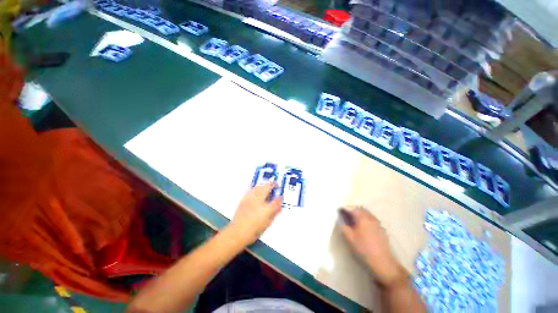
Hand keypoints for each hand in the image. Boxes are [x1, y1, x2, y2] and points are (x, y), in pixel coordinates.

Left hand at [229, 182, 282, 244]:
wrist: (237, 232)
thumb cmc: (253, 230)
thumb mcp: (267, 223)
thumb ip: (274, 212)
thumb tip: (279, 205)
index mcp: (266, 209)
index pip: (276, 200)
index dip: (280, 197)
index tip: (281, 196)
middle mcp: (258, 201)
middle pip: (266, 187)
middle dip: (272, 184)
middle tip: (274, 185)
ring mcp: (250, 199)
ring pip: (258, 186)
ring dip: (264, 185)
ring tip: (266, 186)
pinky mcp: (244, 199)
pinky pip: (251, 189)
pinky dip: (256, 188)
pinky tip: (256, 190)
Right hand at [340, 207, 407, 287]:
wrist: (382, 261)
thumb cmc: (363, 248)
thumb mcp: (349, 238)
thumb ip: (343, 226)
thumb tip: (340, 219)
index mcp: (362, 218)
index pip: (352, 208)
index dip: (345, 208)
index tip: (339, 211)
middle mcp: (371, 218)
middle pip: (361, 209)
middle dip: (353, 210)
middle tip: (346, 215)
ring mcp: (378, 223)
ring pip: (367, 214)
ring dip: (360, 214)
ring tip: (354, 221)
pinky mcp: (382, 230)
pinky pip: (372, 220)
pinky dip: (366, 220)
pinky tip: (363, 228)